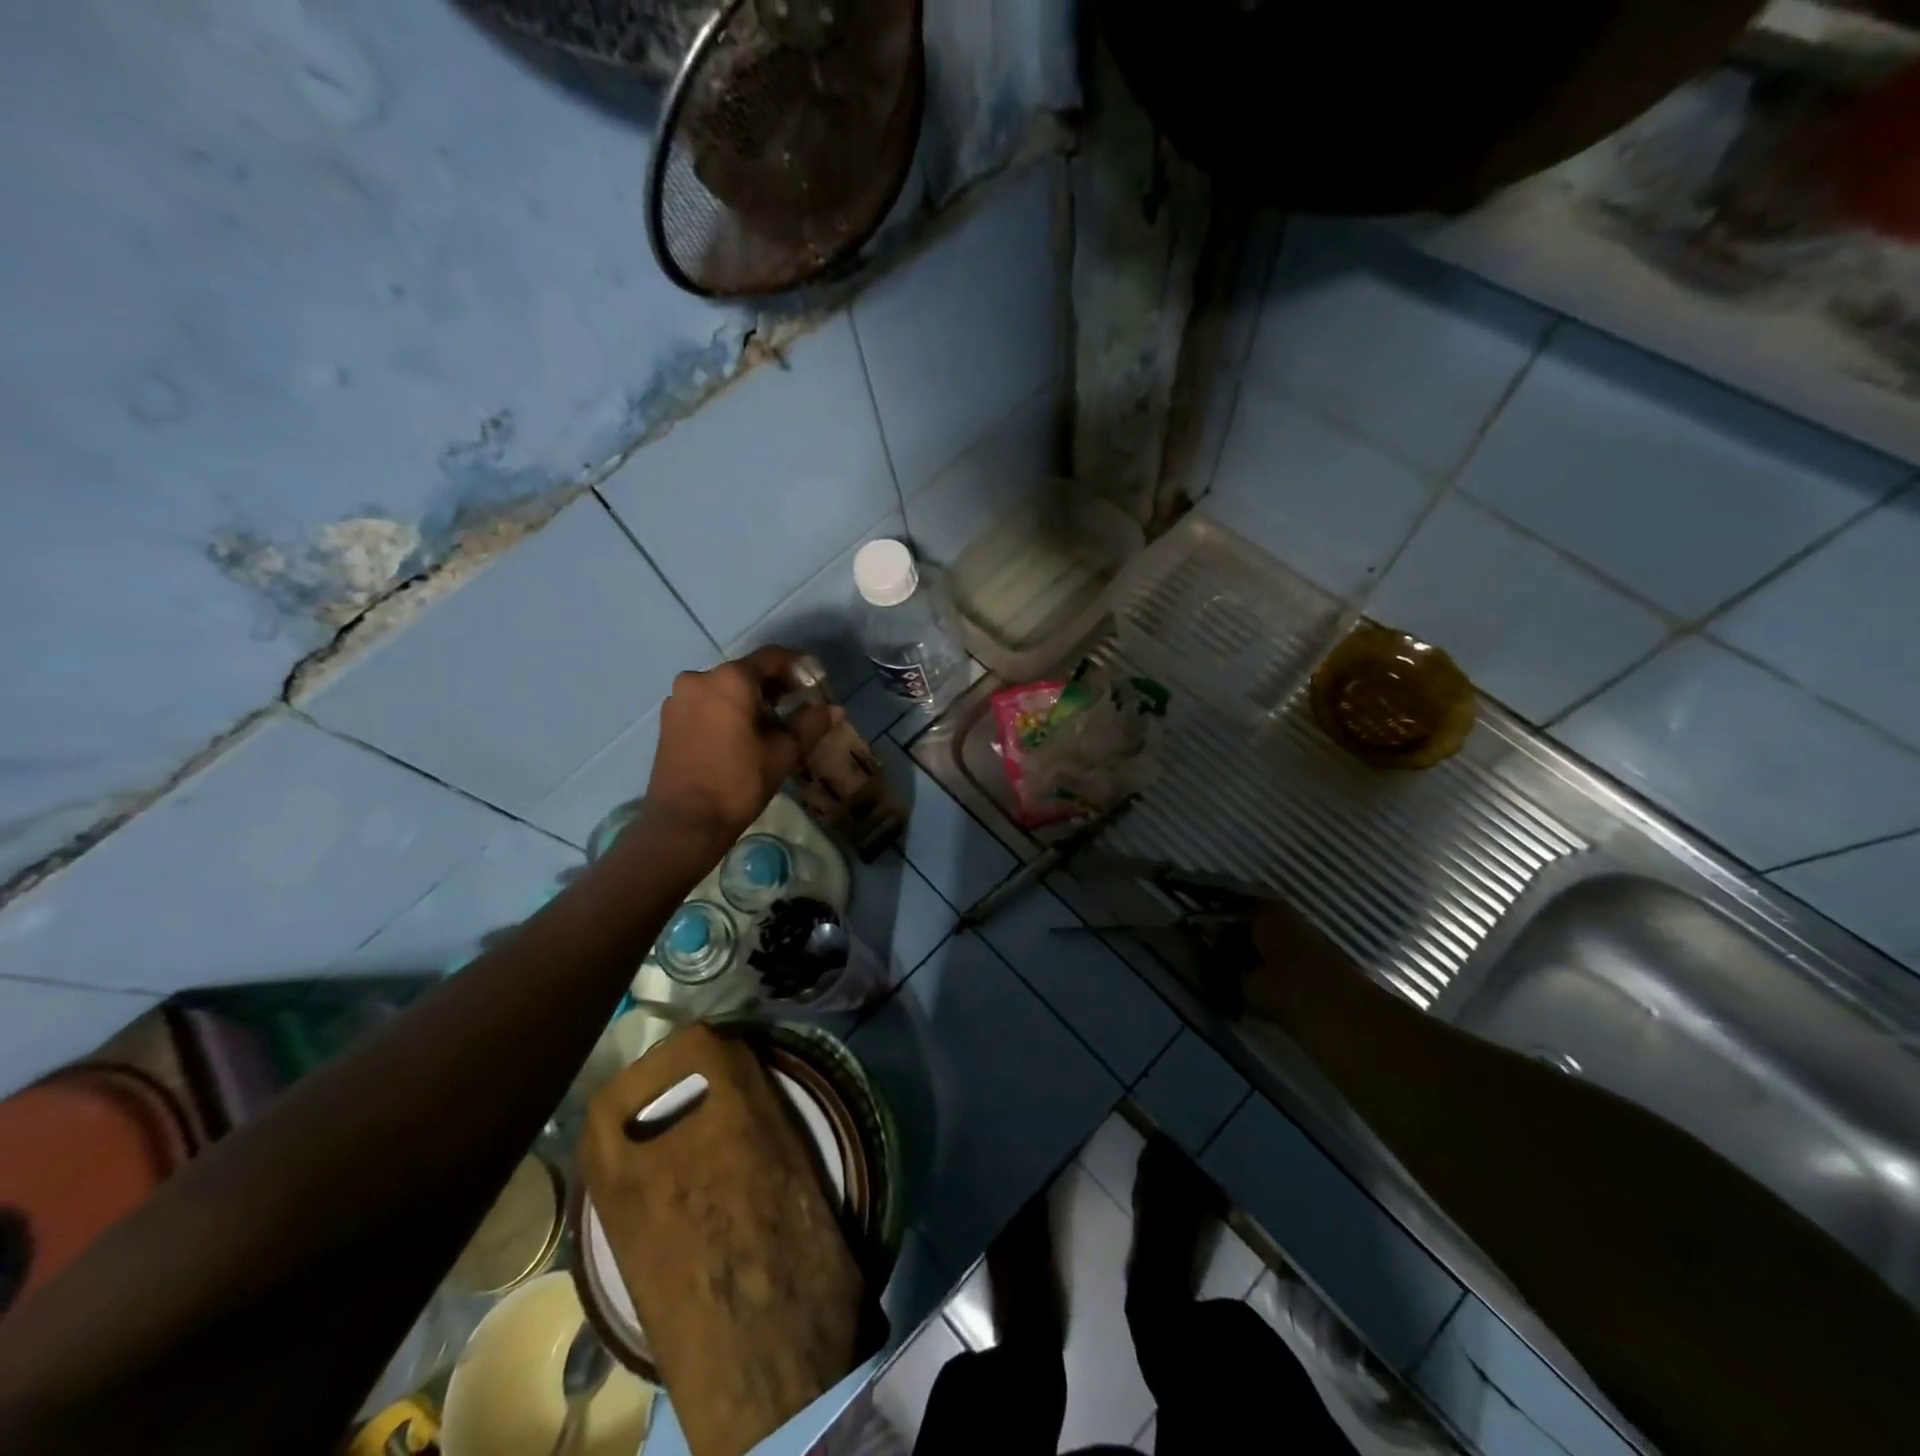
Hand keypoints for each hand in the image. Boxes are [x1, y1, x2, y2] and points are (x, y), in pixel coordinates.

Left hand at [644, 647, 833, 855]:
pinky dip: (727, 711)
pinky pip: (706, 704)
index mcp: (730, 679)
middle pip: (746, 672)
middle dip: (774, 686)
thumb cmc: (738, 782)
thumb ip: (810, 723)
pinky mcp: (668, 720)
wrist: (684, 822)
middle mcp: (700, 678)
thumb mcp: (784, 752)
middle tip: (796, 708)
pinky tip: (740, 736)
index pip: (772, 658)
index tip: (815, 685)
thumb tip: (834, 709)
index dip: (799, 667)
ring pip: (724, 688)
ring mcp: (679, 699)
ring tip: (770, 727)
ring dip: (749, 699)